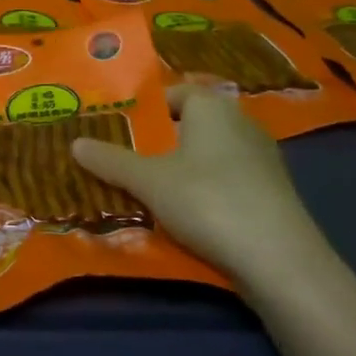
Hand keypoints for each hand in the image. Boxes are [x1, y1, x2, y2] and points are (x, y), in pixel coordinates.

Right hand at [72, 84, 326, 293]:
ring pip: (209, 155)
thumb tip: (74, 143)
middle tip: (127, 161)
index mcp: (211, 106)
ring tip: (151, 193)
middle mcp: (241, 122)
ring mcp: (262, 158)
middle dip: (160, 142)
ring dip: (183, 170)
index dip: (146, 110)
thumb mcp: (148, 181)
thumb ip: (110, 160)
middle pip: (190, 125)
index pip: (173, 93)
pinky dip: (207, 192)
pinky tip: (190, 217)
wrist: (281, 262)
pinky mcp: (274, 193)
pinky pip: (229, 181)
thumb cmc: (207, 201)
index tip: (120, 130)